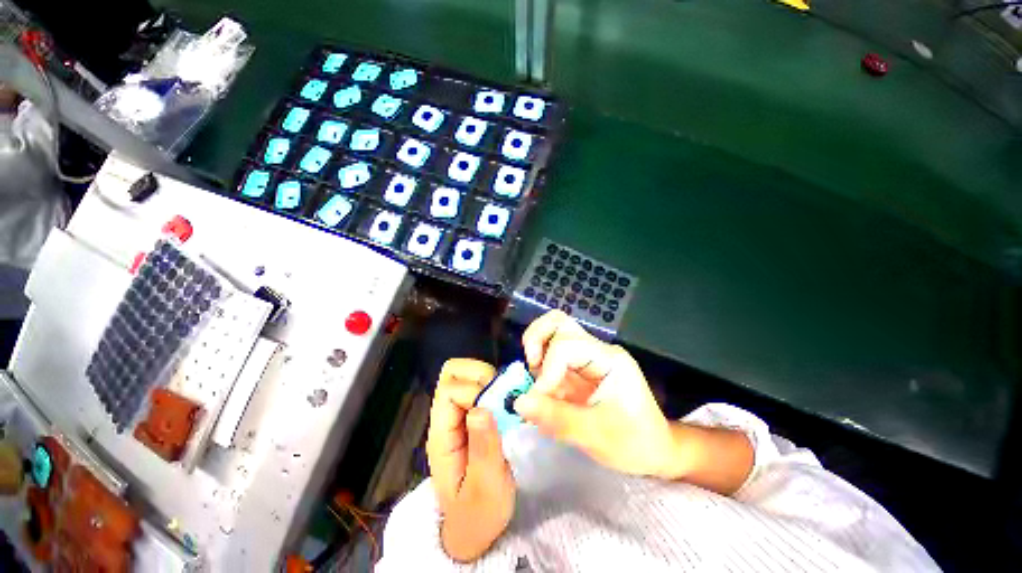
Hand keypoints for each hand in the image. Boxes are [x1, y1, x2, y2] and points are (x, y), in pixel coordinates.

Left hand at [425, 359, 515, 561]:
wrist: (474, 527)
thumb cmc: (478, 513)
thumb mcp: (485, 486)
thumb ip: (483, 447)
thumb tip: (481, 407)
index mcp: (441, 435)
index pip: (448, 391)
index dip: (473, 391)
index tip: (496, 409)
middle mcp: (446, 418)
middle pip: (452, 373)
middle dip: (480, 375)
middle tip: (501, 397)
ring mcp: (458, 415)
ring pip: (466, 375)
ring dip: (489, 380)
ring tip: (506, 401)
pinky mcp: (472, 416)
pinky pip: (480, 386)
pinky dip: (495, 387)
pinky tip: (508, 404)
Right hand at [515, 310, 678, 478]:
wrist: (654, 451)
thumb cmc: (634, 443)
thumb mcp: (596, 436)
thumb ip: (556, 418)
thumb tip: (518, 402)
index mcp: (609, 360)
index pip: (567, 345)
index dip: (547, 369)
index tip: (538, 398)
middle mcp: (596, 350)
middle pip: (558, 322)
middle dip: (536, 339)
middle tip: (530, 366)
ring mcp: (586, 357)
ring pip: (552, 333)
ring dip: (536, 352)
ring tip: (537, 383)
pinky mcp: (577, 368)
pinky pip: (550, 355)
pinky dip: (539, 368)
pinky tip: (544, 392)